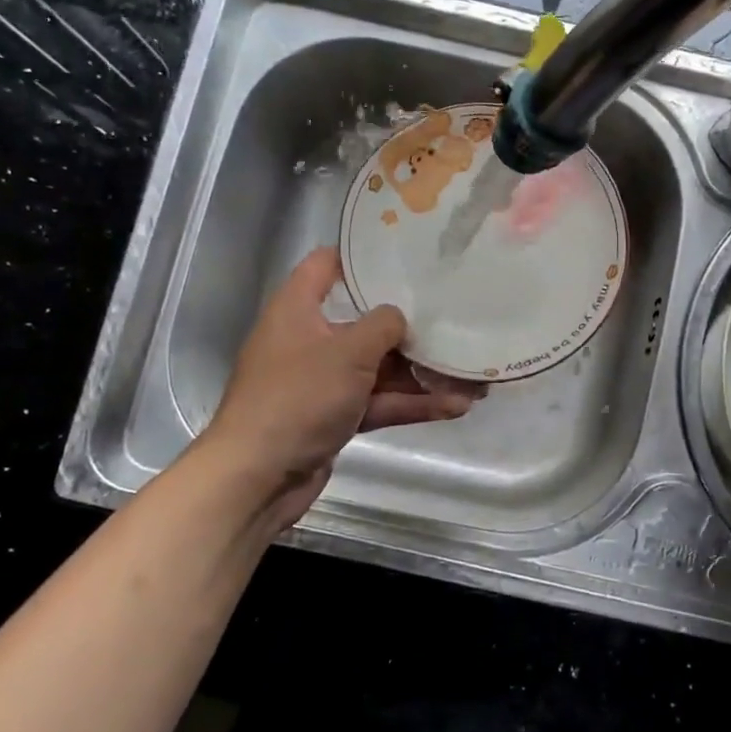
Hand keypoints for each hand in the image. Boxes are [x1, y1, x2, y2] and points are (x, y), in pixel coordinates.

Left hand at [198, 248, 481, 530]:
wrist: (258, 477)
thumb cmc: (298, 397)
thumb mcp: (347, 351)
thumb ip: (383, 325)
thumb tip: (400, 318)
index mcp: (298, 308)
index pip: (327, 265)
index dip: (363, 256)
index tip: (407, 254)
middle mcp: (310, 339)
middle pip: (366, 321)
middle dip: (411, 326)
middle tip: (456, 316)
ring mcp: (324, 381)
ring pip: (380, 368)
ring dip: (422, 373)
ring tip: (473, 375)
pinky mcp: (336, 416)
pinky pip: (379, 401)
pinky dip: (411, 403)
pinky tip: (454, 406)